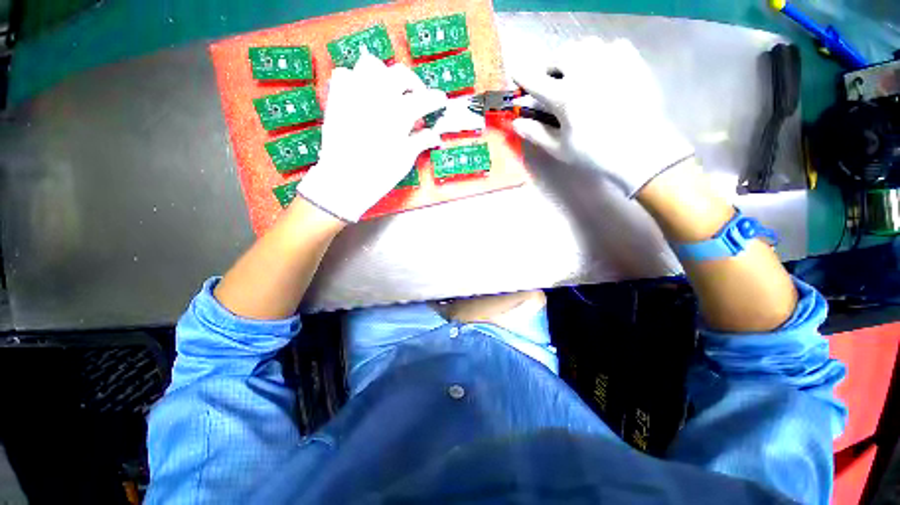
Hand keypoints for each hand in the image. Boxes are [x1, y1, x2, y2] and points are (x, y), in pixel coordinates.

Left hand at [297, 48, 447, 221]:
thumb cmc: (379, 174)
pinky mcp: (337, 98)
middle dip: (413, 84)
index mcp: (400, 114)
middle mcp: (379, 96)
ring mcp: (356, 93)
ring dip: (384, 76)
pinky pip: (345, 75)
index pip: (425, 99)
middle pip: (401, 75)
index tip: (441, 102)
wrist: (345, 180)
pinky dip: (355, 80)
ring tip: (388, 93)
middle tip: (416, 99)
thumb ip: (421, 141)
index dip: (436, 99)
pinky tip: (362, 96)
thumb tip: (434, 136)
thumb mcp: (406, 159)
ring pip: (372, 65)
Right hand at [511, 38, 693, 196]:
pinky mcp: (632, 62)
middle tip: (551, 80)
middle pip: (560, 54)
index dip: (522, 77)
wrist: (640, 150)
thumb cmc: (594, 153)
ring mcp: (611, 63)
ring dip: (575, 56)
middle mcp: (585, 72)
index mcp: (564, 96)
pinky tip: (603, 70)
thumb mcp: (560, 149)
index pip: (535, 80)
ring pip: (586, 45)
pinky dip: (602, 54)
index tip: (516, 74)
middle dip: (551, 66)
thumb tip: (516, 123)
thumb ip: (536, 133)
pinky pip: (613, 46)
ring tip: (577, 72)